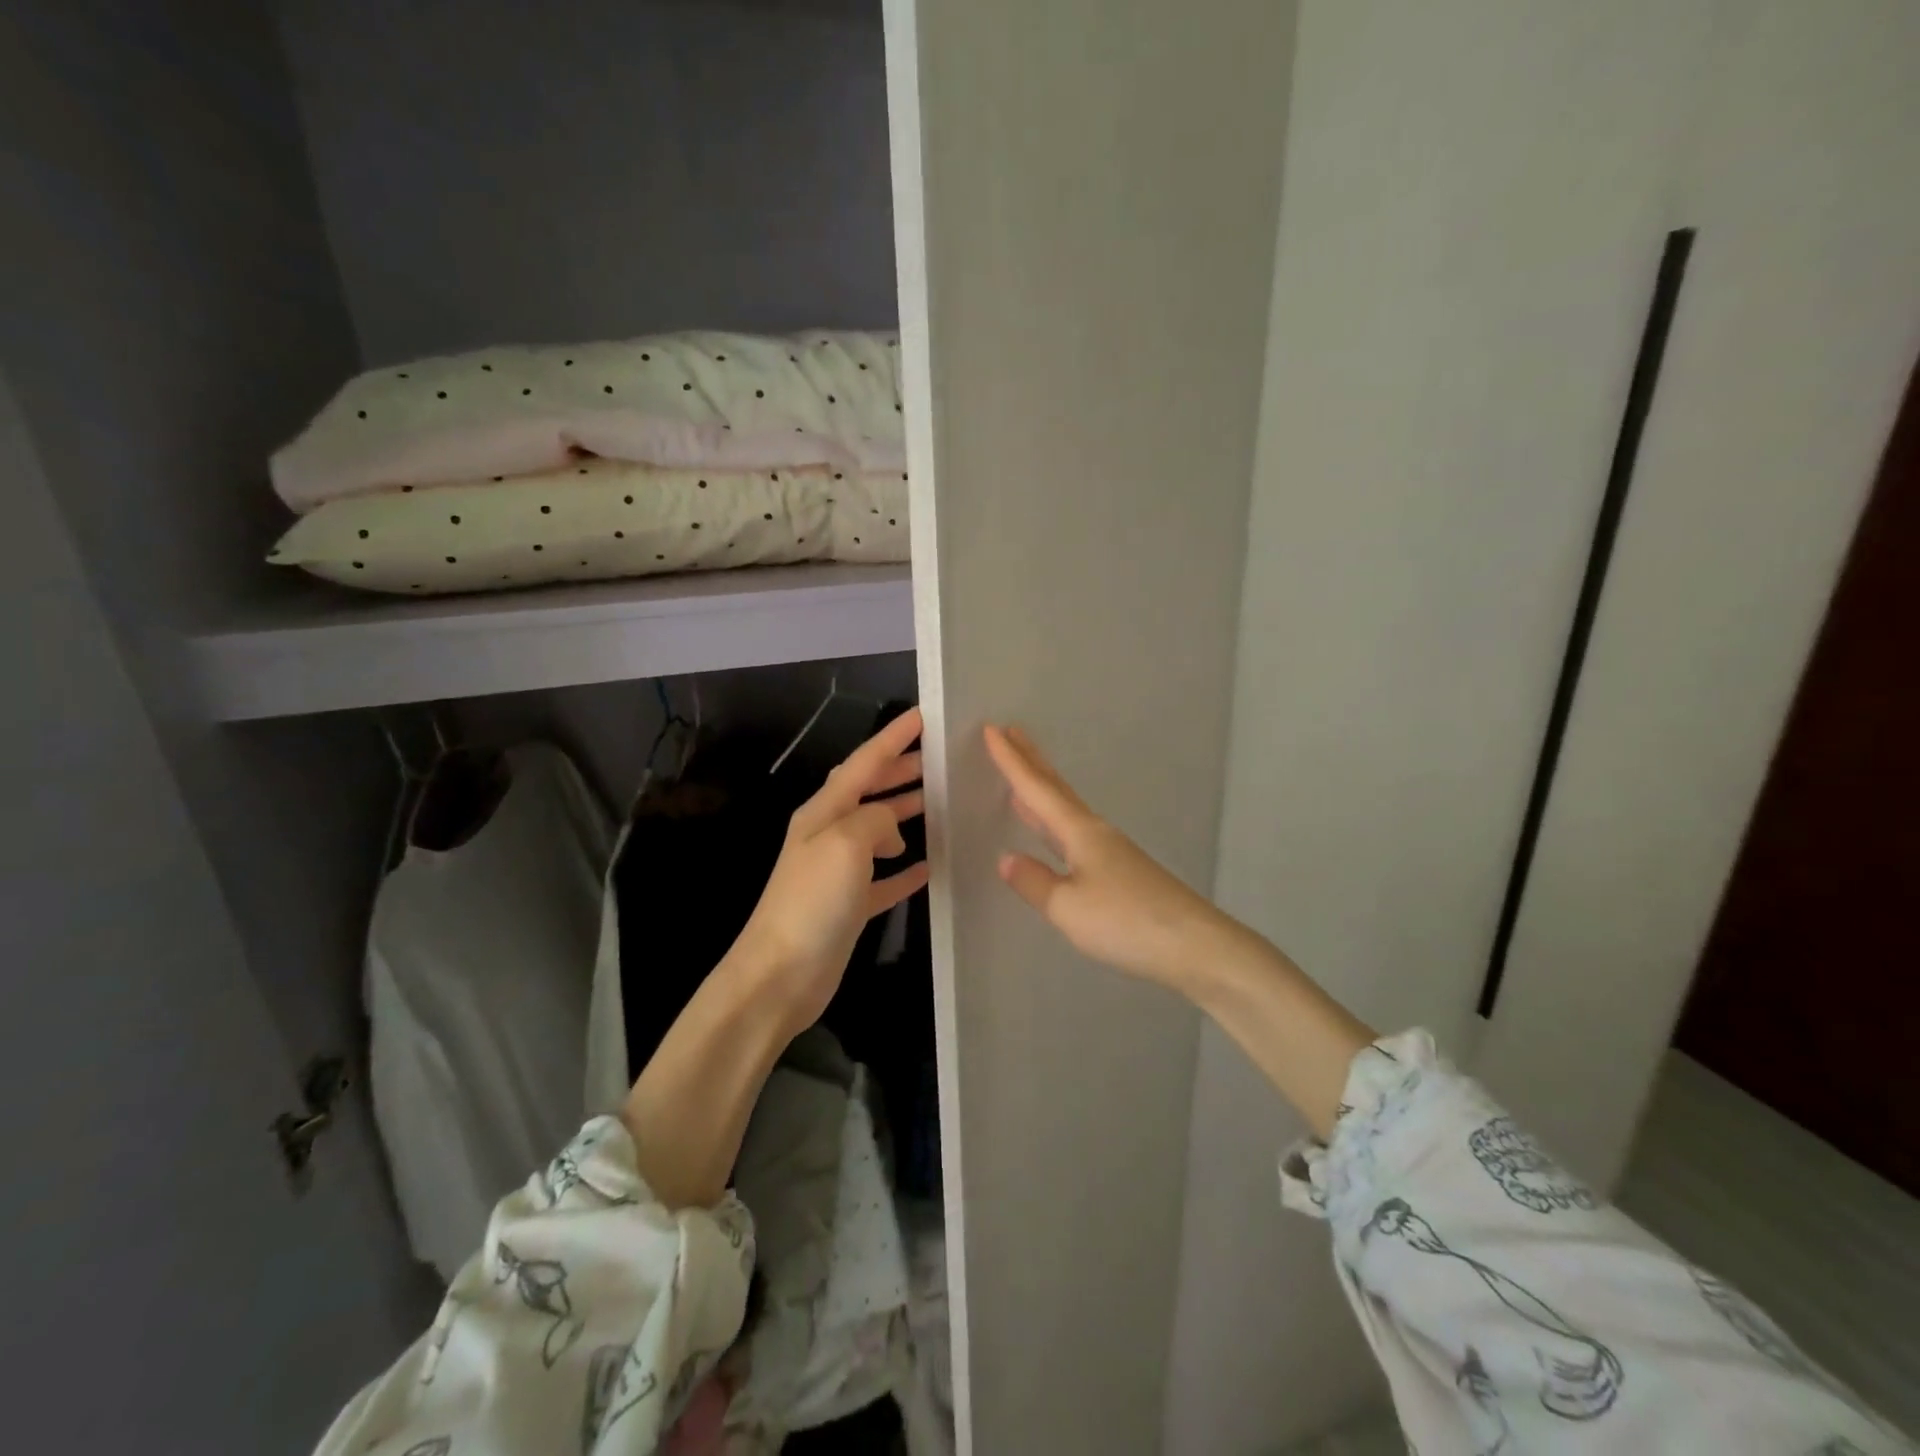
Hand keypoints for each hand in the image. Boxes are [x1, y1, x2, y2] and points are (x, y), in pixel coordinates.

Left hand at [723, 707, 929, 1037]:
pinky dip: (906, 870)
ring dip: (906, 814)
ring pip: (879, 831)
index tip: (922, 715)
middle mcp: (829, 834)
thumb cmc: (811, 902)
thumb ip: (874, 819)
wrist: (780, 974)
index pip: (864, 763)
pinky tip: (930, 868)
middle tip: (940, 761)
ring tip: (941, 804)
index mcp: (824, 812)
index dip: (893, 738)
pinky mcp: (849, 906)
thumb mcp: (845, 844)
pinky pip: (884, 878)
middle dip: (901, 771)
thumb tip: (892, 828)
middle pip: (869, 791)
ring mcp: (838, 871)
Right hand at [985, 722, 1372, 1133]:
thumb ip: (1035, 882)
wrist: (1196, 946)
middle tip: (1011, 732)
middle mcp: (1096, 833)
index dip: (1011, 762)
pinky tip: (1054, 834)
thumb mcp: (1068, 908)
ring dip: (1043, 789)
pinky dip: (1055, 821)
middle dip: (1032, 761)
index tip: (992, 729)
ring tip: (1023, 775)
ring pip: (1067, 809)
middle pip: (1057, 789)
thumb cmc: (1127, 922)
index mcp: (1080, 833)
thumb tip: (1006, 858)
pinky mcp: (1122, 872)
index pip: (1037, 790)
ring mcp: (1112, 852)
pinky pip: (1076, 833)